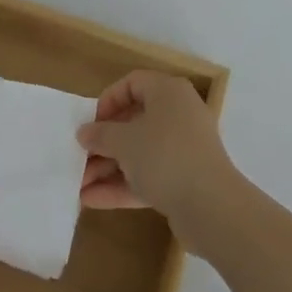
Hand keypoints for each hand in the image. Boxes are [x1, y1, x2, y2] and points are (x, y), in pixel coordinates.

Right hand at [77, 70, 238, 239]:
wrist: (212, 207)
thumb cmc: (165, 156)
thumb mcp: (125, 141)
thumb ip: (100, 135)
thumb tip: (84, 133)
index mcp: (168, 93)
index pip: (133, 83)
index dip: (108, 100)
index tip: (90, 122)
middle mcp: (178, 115)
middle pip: (134, 121)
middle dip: (103, 142)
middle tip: (79, 156)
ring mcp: (183, 150)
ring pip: (139, 152)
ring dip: (108, 167)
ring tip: (78, 183)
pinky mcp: (184, 181)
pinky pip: (148, 176)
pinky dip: (123, 185)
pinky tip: (92, 200)